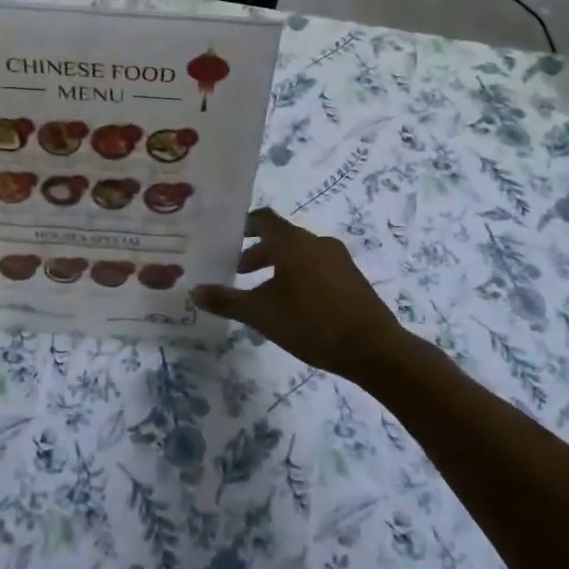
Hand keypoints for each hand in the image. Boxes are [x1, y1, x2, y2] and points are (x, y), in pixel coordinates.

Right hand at [191, 208, 406, 381]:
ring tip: (263, 294)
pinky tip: (294, 307)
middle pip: (281, 238)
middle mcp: (316, 242)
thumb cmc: (312, 323)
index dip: (243, 225)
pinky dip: (299, 277)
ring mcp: (338, 259)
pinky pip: (317, 268)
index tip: (226, 238)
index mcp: (293, 242)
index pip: (263, 219)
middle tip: (237, 272)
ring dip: (278, 267)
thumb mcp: (262, 315)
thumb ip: (227, 301)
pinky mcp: (352, 279)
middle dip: (257, 253)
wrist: (374, 349)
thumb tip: (194, 291)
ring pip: (300, 254)